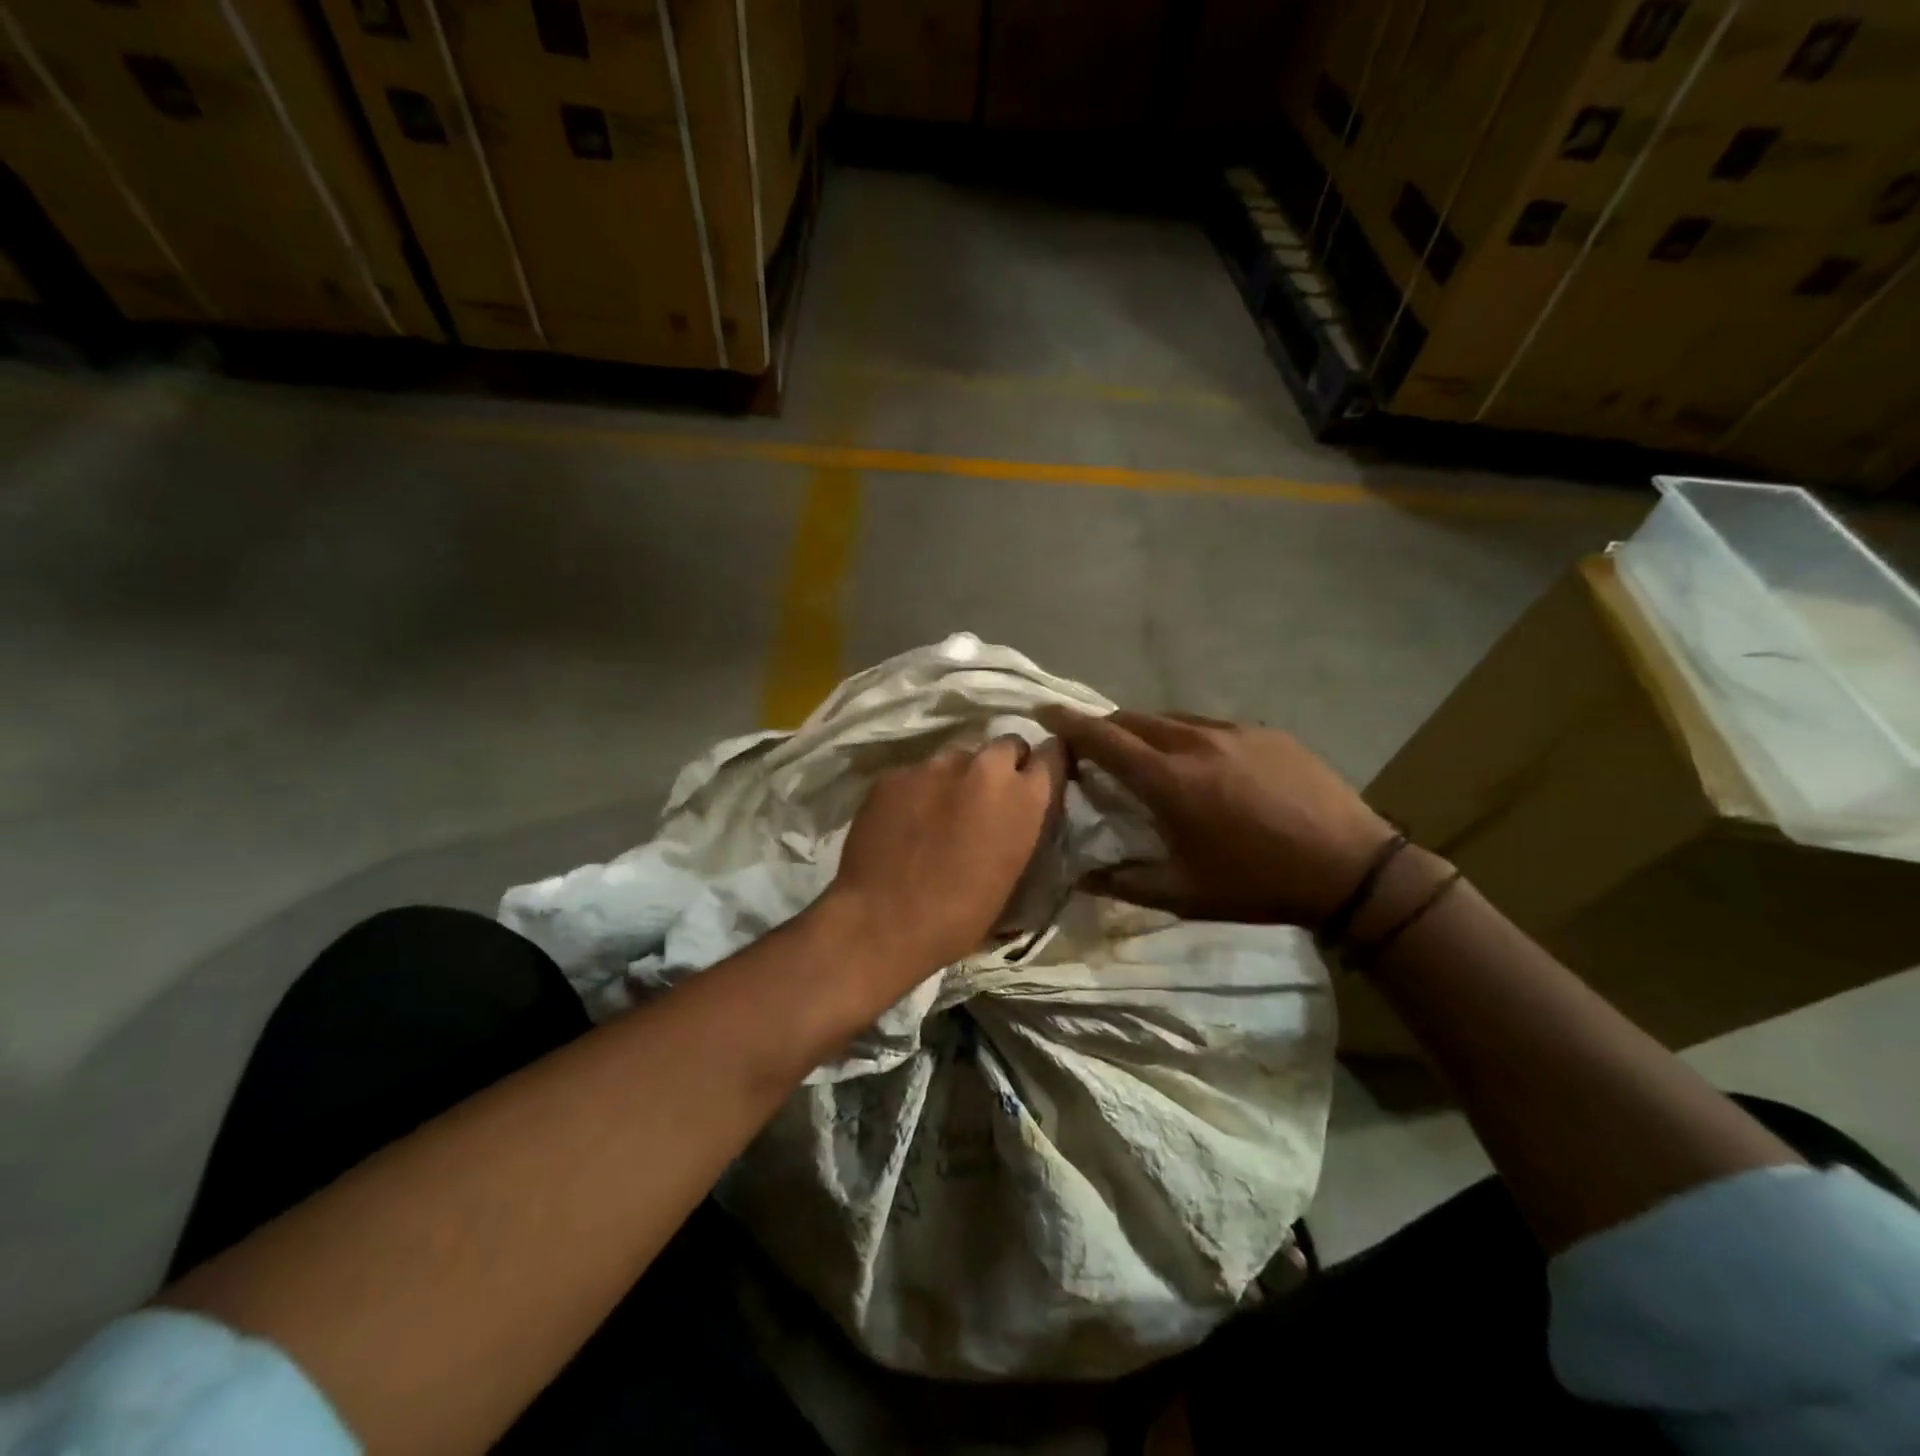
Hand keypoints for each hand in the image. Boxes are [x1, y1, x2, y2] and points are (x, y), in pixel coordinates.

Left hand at [824, 735, 1064, 983]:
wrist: (883, 922)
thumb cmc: (960, 916)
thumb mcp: (1012, 874)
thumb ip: (1021, 828)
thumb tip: (1016, 815)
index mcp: (1024, 798)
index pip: (1051, 755)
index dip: (1045, 766)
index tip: (1036, 779)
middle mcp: (985, 768)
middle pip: (1005, 745)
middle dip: (1002, 765)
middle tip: (987, 796)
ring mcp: (936, 766)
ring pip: (957, 757)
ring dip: (957, 777)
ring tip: (940, 809)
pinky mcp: (895, 773)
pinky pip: (916, 773)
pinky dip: (917, 790)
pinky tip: (904, 819)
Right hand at [1039, 707, 1393, 927]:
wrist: (1351, 868)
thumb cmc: (1258, 884)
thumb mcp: (1185, 895)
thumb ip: (1125, 883)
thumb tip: (1080, 878)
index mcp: (1169, 781)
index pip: (1104, 739)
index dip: (1069, 723)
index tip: (1044, 711)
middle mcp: (1195, 743)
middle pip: (1134, 719)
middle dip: (1105, 727)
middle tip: (1094, 746)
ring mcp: (1234, 732)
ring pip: (1172, 718)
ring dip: (1147, 731)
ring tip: (1146, 755)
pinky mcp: (1266, 732)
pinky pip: (1210, 725)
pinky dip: (1188, 736)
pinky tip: (1203, 763)